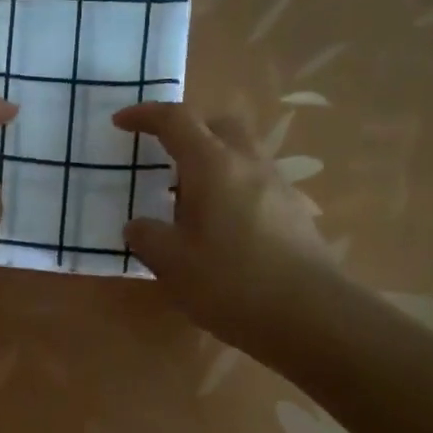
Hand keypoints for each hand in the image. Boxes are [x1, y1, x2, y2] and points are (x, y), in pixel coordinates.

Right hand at [112, 102, 326, 345]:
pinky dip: (231, 190)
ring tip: (187, 203)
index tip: (121, 122)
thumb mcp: (171, 263)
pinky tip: (220, 230)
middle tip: (163, 158)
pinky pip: (255, 183)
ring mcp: (277, 186)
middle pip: (218, 125)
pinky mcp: (294, 213)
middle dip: (188, 131)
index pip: (175, 120)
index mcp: (212, 165)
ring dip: (211, 164)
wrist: (311, 317)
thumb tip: (138, 226)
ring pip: (240, 154)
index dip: (145, 115)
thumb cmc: (230, 282)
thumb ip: (147, 237)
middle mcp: (248, 164)